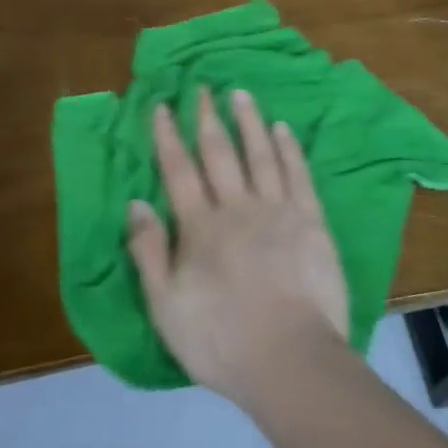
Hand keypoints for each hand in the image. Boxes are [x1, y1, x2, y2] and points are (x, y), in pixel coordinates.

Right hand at [126, 87, 348, 403]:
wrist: (291, 360)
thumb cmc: (221, 340)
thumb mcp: (166, 306)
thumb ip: (149, 252)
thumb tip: (136, 202)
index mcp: (200, 227)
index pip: (178, 169)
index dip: (168, 136)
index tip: (162, 106)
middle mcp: (237, 207)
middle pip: (219, 152)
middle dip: (207, 117)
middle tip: (202, 87)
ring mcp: (277, 211)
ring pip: (259, 154)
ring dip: (248, 121)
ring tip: (240, 93)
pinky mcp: (311, 221)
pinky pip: (298, 175)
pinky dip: (289, 149)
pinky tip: (283, 129)